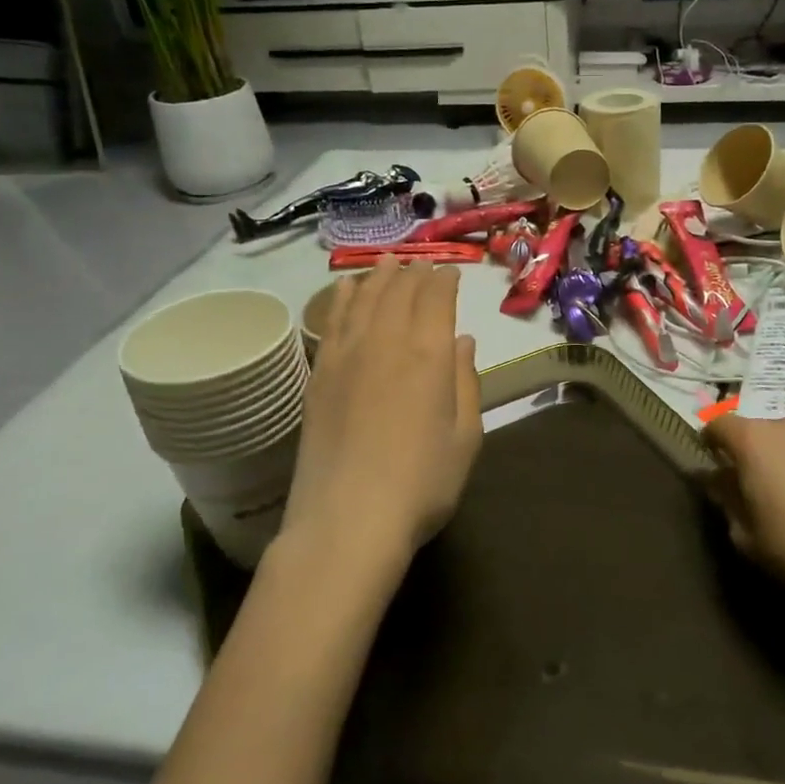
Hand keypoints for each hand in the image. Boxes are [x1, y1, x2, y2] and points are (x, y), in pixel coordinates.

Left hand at [282, 259, 482, 573]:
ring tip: (388, 263)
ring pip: (364, 298)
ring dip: (379, 276)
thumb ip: (465, 382)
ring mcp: (346, 355)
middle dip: (414, 272)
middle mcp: (386, 342)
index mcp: (429, 355)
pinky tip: (348, 288)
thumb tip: (462, 341)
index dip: (444, 281)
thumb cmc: (421, 484)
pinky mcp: (319, 374)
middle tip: (421, 264)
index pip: (436, 299)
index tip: (450, 273)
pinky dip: (343, 297)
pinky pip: (332, 319)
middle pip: (399, 291)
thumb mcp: (465, 438)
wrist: (347, 521)